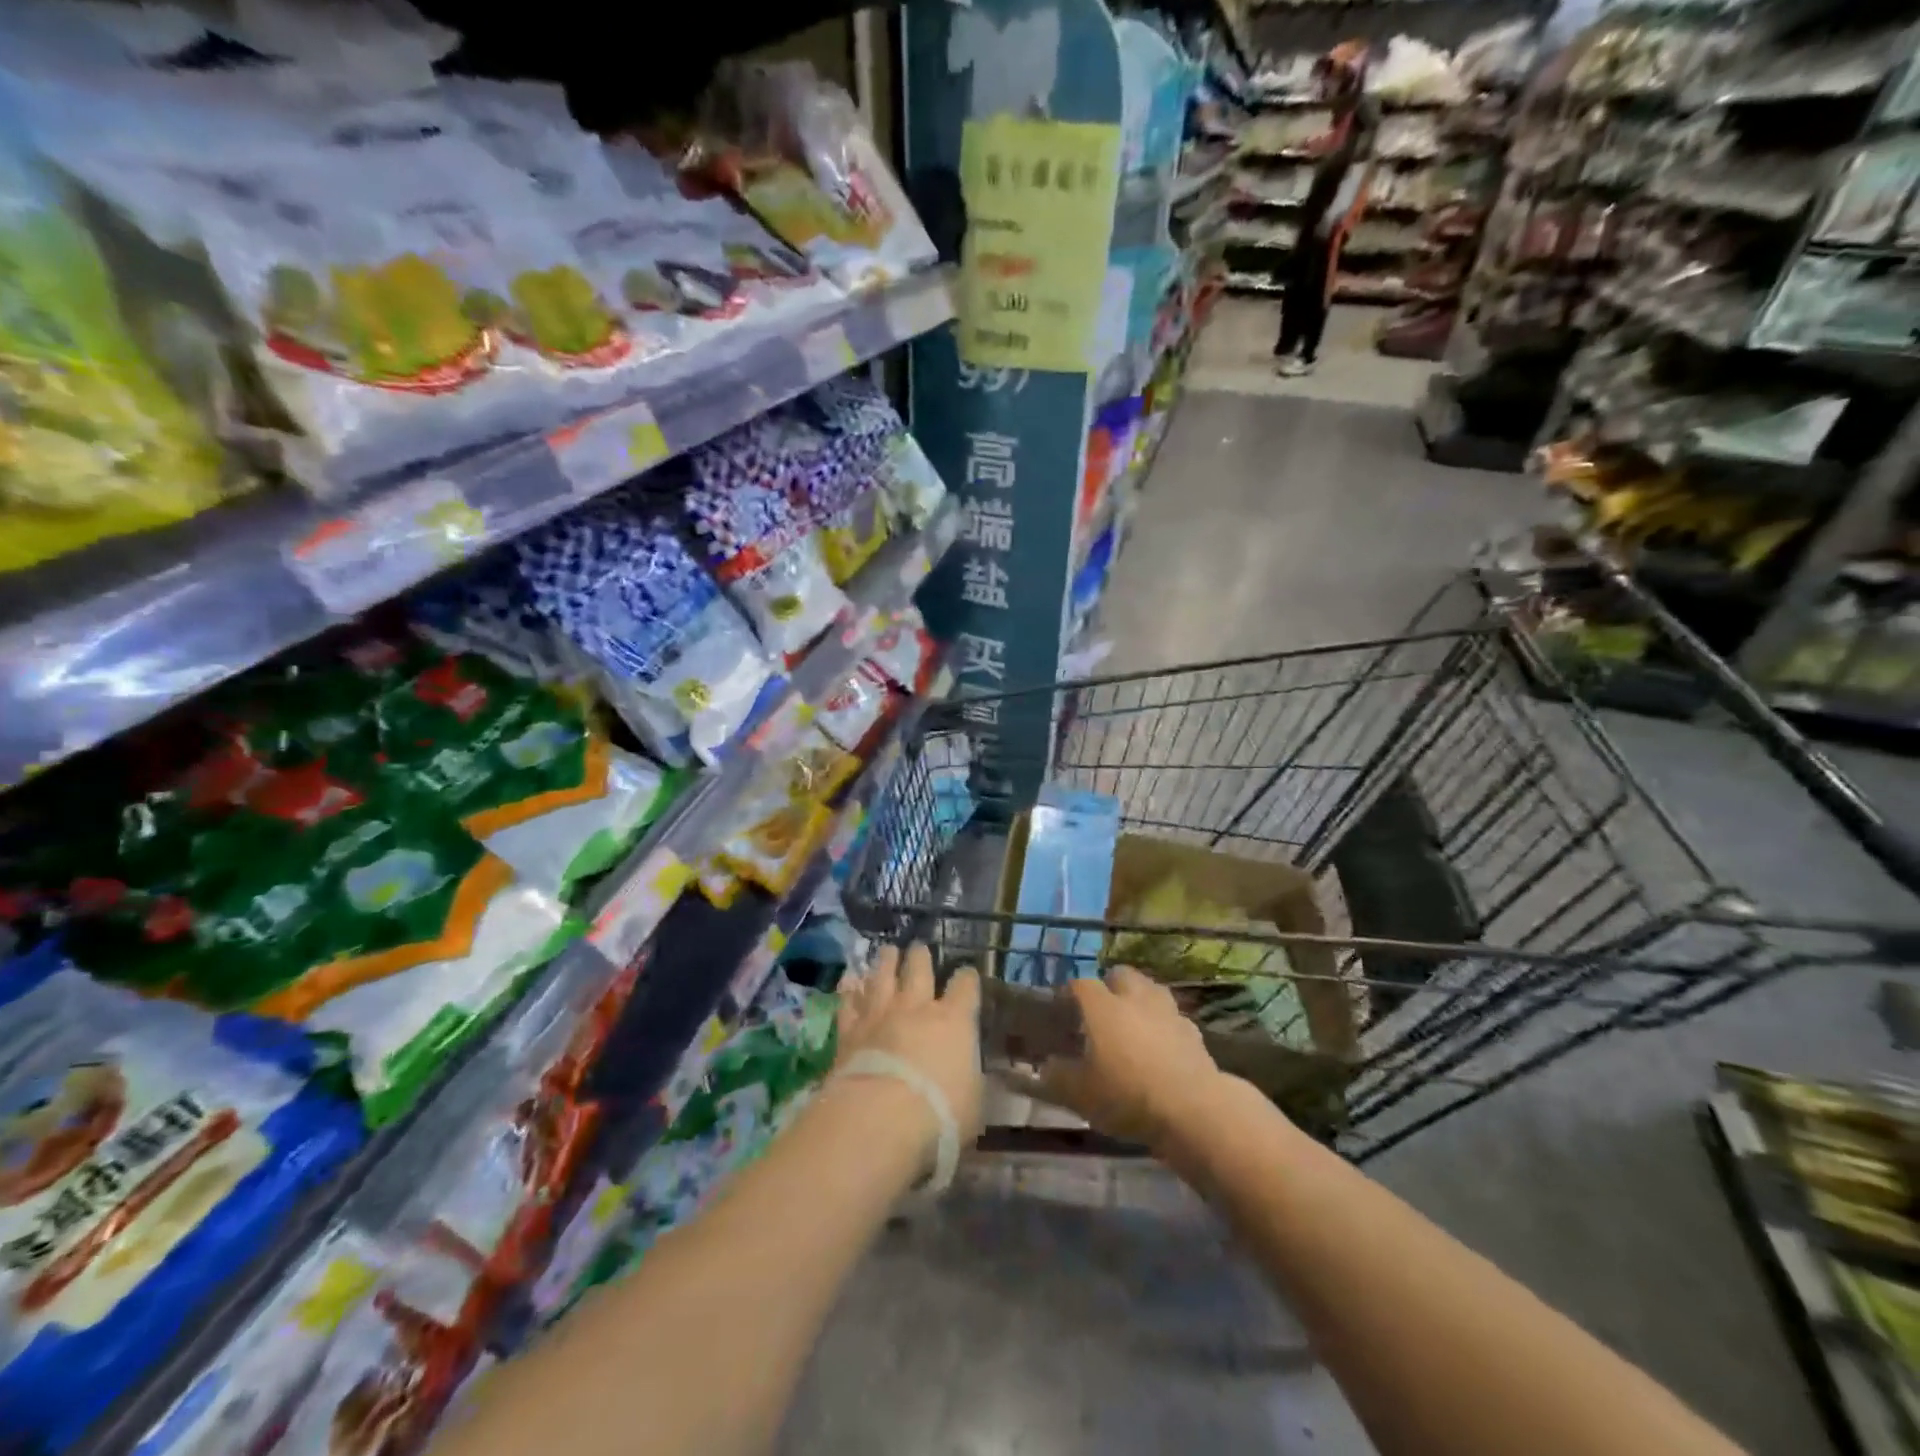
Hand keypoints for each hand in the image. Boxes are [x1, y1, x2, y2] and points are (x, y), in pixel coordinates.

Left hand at [835, 943, 983, 1143]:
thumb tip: (975, 1076)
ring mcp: (880, 1015)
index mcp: (954, 1021)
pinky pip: (849, 1004)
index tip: (967, 974)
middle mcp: (916, 1008)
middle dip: (920, 957)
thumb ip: (973, 1082)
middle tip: (918, 947)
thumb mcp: (974, 1104)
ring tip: (887, 950)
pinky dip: (849, 992)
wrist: (879, 1117)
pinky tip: (848, 983)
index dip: (967, 978)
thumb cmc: (940, 1113)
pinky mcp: (849, 1032)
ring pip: (882, 978)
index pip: (965, 988)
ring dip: (885, 963)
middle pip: (919, 970)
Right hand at [1011, 966, 1228, 1150]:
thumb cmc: (1126, 1095)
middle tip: (1101, 1008)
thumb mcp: (1079, 1094)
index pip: (1080, 984)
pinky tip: (1161, 1044)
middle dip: (1110, 984)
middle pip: (1121, 975)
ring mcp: (1167, 1012)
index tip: (1062, 1007)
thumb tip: (1046, 1066)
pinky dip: (1164, 1024)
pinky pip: (1173, 1017)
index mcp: (1102, 1007)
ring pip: (1151, 990)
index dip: (1069, 992)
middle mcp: (1134, 999)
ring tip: (1133, 1021)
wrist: (1191, 1109)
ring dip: (1140, 998)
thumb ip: (1057, 1076)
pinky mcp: (1193, 1032)